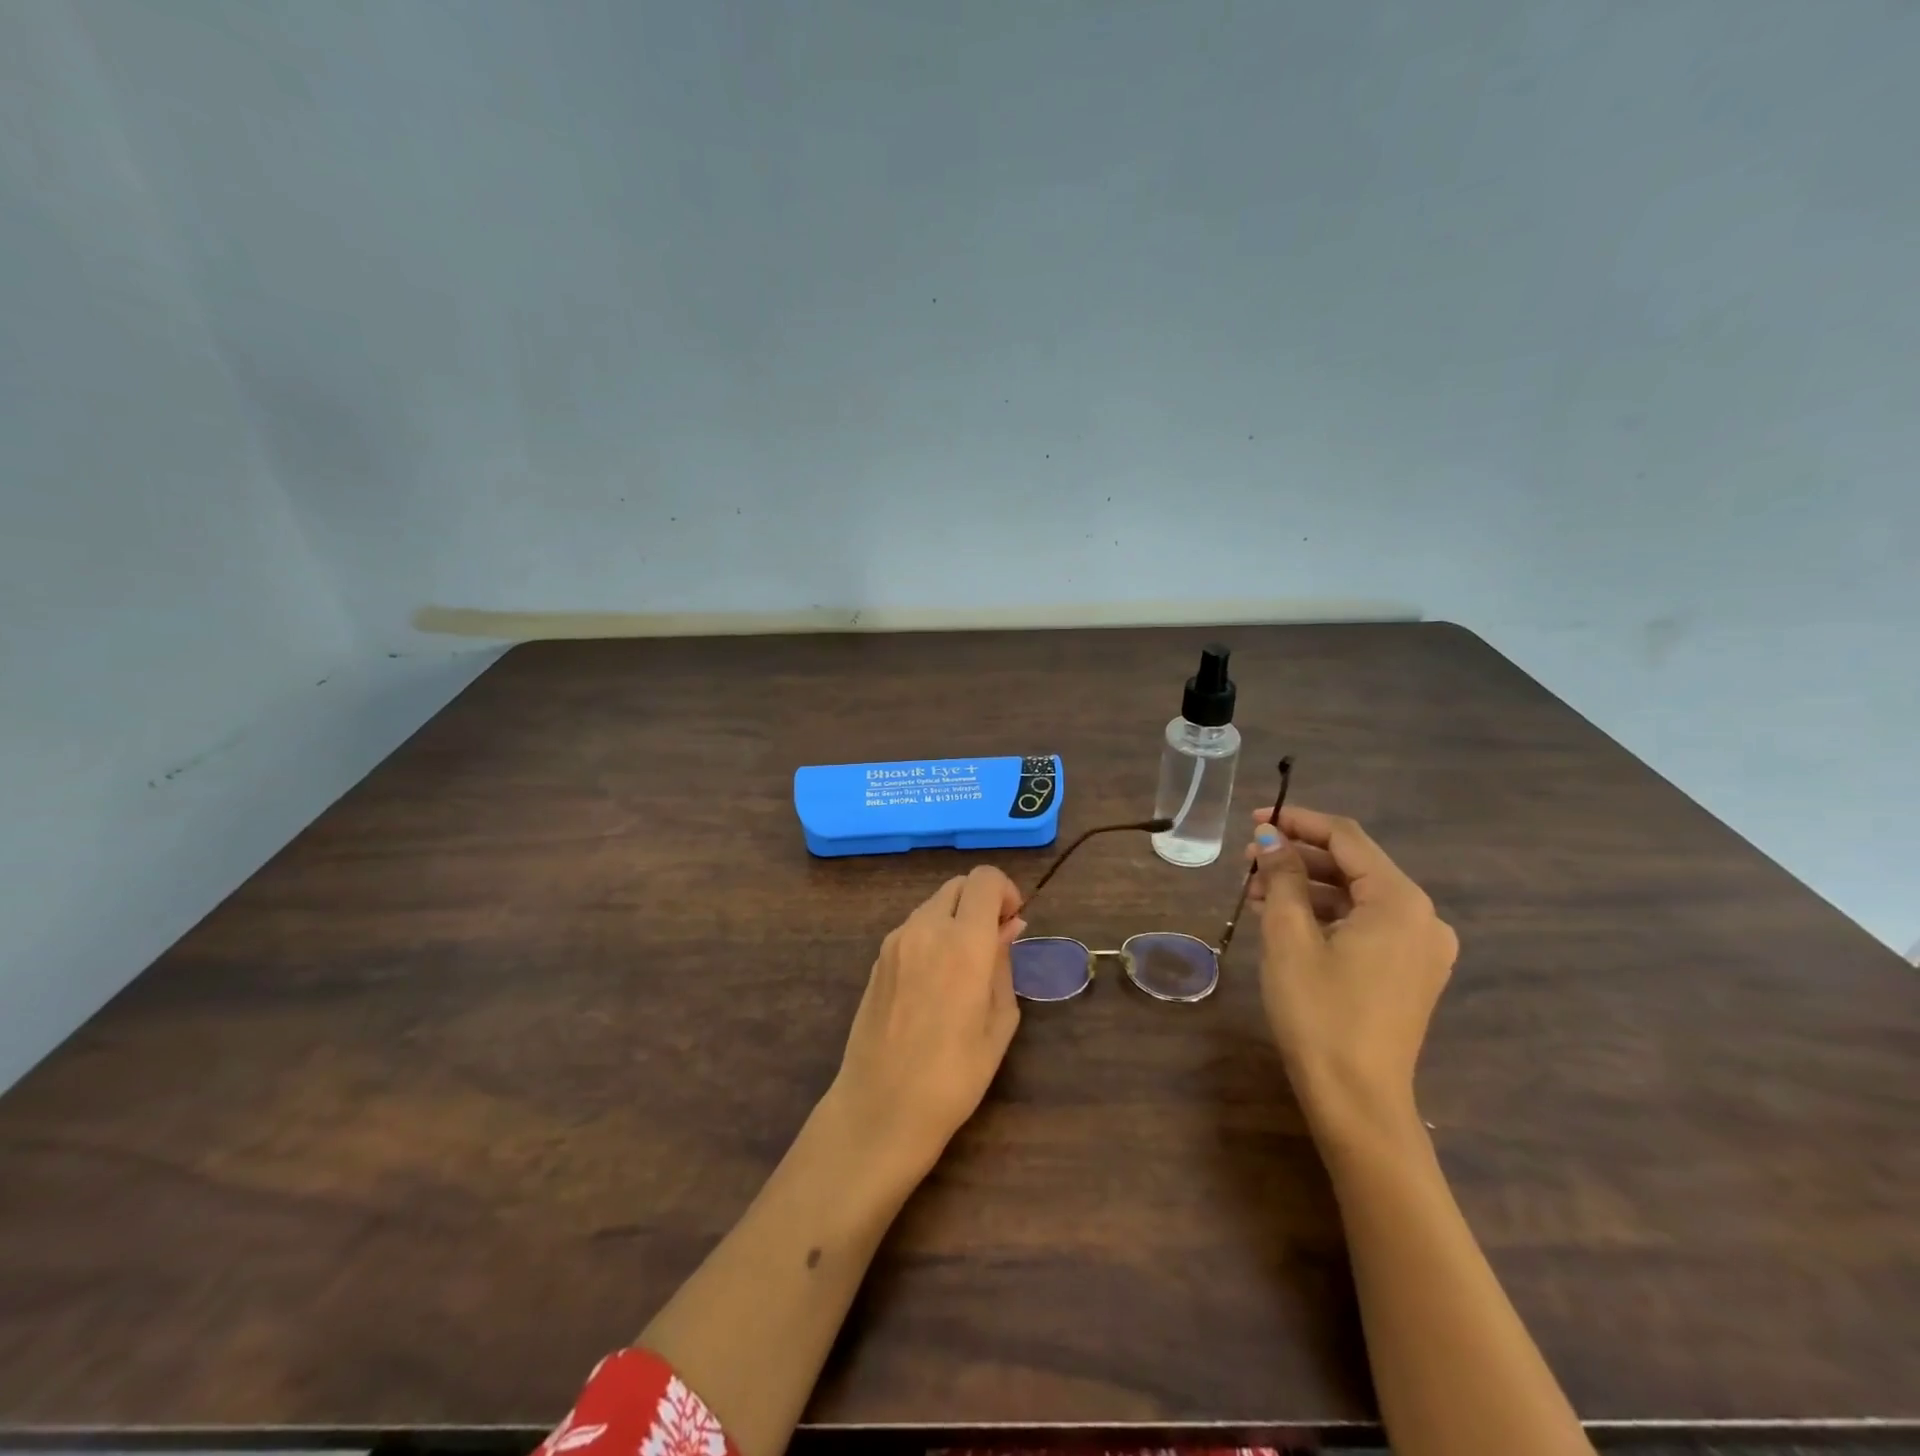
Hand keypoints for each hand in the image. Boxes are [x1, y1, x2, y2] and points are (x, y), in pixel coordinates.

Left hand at [825, 866, 1025, 1191]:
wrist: (880, 1109)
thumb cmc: (953, 1076)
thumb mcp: (999, 1023)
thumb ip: (1004, 965)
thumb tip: (1008, 928)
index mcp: (963, 942)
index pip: (984, 879)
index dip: (1006, 891)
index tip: (1013, 923)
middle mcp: (926, 929)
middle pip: (958, 886)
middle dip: (981, 902)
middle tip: (994, 943)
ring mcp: (895, 941)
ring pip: (933, 905)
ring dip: (955, 919)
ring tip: (965, 967)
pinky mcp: (878, 959)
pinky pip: (913, 928)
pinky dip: (932, 936)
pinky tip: (936, 981)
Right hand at [1244, 805, 1457, 1146]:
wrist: (1356, 1099)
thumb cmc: (1319, 1010)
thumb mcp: (1289, 936)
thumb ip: (1281, 875)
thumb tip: (1269, 837)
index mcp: (1400, 901)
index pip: (1346, 838)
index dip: (1297, 821)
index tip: (1253, 819)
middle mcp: (1422, 917)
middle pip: (1353, 865)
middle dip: (1297, 857)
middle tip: (1246, 861)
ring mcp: (1421, 948)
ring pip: (1356, 896)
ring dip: (1306, 887)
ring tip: (1256, 892)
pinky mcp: (1410, 972)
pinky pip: (1365, 925)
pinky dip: (1325, 915)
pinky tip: (1284, 920)